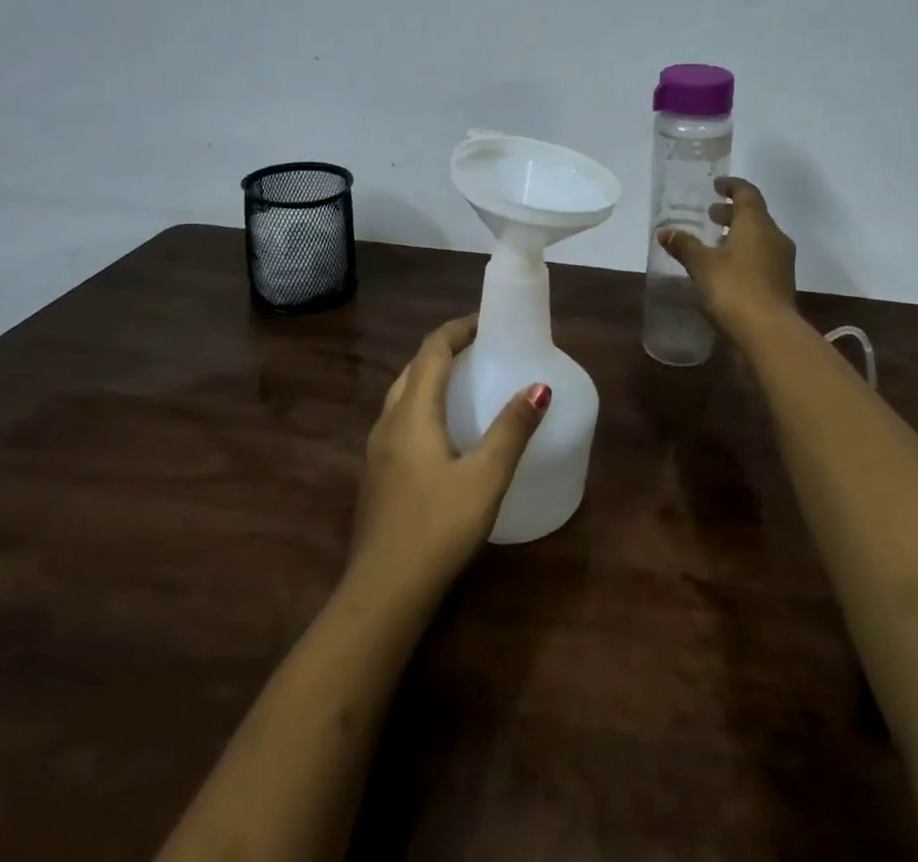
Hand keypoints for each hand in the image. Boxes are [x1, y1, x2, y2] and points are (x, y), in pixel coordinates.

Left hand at [350, 315, 549, 598]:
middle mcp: (388, 422)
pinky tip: (445, 432)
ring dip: (432, 378)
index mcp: (412, 413)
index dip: (458, 329)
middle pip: (414, 368)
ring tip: (466, 382)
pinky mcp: (377, 475)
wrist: (383, 594)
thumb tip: (540, 386)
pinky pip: (401, 420)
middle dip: (445, 350)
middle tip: (481, 349)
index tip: (487, 322)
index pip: (432, 351)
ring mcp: (377, 450)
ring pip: (403, 395)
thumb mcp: (485, 477)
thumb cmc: (437, 528)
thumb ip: (512, 430)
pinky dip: (424, 405)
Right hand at [657, 176, 797, 335]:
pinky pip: (762, 257)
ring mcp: (782, 261)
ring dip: (738, 235)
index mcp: (756, 223)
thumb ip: (684, 245)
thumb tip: (664, 231)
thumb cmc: (734, 288)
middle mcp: (774, 236)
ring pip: (759, 237)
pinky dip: (745, 254)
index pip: (747, 193)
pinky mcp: (782, 283)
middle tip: (710, 215)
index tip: (716, 185)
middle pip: (754, 215)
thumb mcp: (701, 265)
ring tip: (715, 242)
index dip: (732, 186)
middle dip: (732, 213)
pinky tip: (726, 268)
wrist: (769, 333)